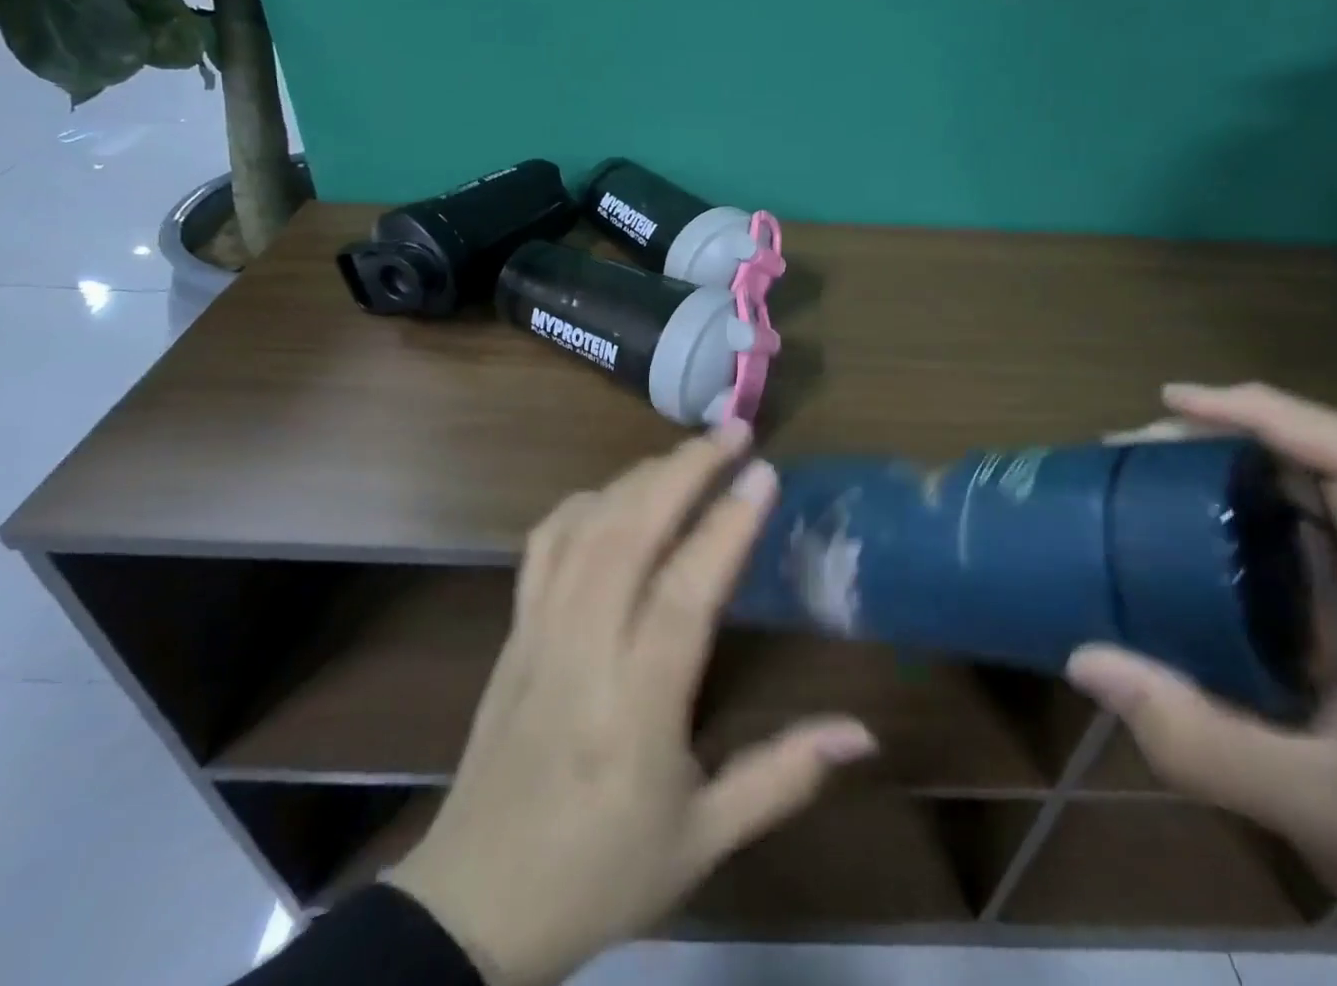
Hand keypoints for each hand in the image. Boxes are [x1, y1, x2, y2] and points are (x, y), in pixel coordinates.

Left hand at [386, 422, 876, 985]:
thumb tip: (863, 732)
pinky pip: (544, 543)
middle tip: (734, 432)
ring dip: (641, 475)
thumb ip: (783, 776)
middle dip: (685, 470)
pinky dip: (585, 502)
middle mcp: (582, 649)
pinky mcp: (513, 628)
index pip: (684, 593)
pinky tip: (616, 494)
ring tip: (689, 453)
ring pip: (587, 526)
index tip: (764, 473)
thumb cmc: (601, 871)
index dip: (727, 526)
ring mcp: (539, 630)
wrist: (474, 904)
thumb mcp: (704, 841)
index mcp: (636, 706)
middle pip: (630, 532)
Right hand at [1070, 383, 1336, 985]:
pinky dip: (1247, 531)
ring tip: (1152, 482)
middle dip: (1234, 436)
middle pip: (1335, 464)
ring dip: (1238, 479)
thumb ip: (1196, 738)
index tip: (1174, 403)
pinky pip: (1312, 557)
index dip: (1266, 413)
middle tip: (1141, 446)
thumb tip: (1082, 660)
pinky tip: (1194, 555)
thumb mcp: (1320, 811)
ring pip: (1322, 506)